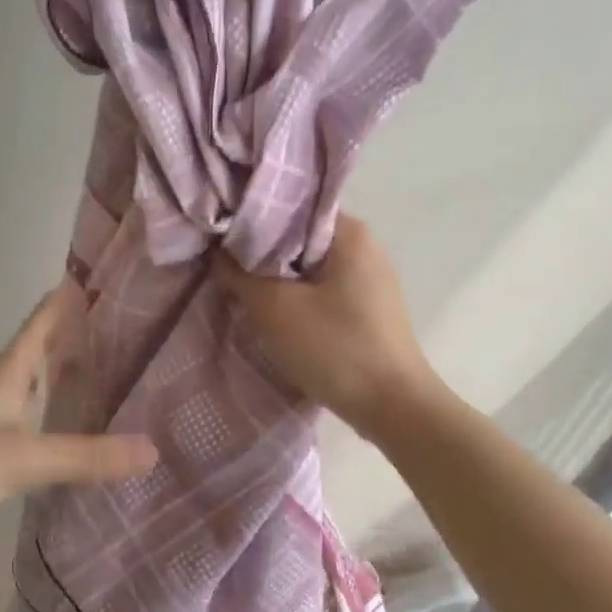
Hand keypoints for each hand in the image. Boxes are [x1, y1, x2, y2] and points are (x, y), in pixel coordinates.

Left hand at [0, 285, 157, 553]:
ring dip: (56, 377)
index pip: (36, 330)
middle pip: (34, 356)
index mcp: (5, 379)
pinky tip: (66, 430)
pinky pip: (27, 425)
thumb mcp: (29, 456)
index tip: (84, 281)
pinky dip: (50, 418)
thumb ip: (88, 455)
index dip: (58, 306)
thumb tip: (152, 450)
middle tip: (103, 325)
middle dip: (64, 338)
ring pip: (30, 390)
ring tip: (93, 370)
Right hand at [215, 214, 438, 439]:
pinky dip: (298, 297)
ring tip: (241, 288)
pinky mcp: (369, 310)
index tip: (220, 231)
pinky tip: (274, 313)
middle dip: (262, 250)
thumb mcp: (275, 309)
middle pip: (300, 237)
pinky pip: (324, 291)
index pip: (292, 205)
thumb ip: (240, 275)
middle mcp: (366, 248)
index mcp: (350, 233)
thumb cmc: (335, 348)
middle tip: (222, 262)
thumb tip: (219, 252)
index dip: (252, 216)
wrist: (393, 407)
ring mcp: (371, 281)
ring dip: (278, 278)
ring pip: (311, 267)